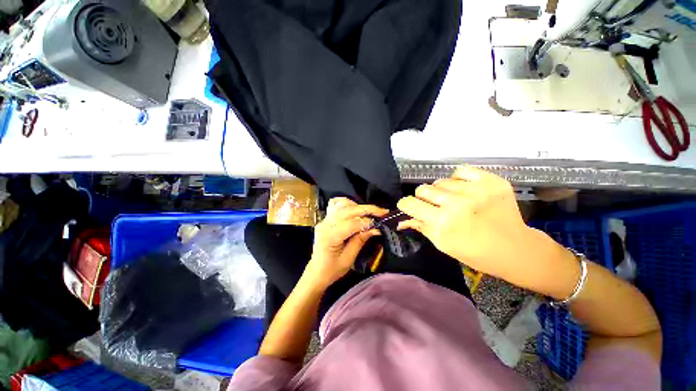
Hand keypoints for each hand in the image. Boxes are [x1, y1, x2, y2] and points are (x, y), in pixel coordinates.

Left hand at [303, 198, 387, 289]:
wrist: (316, 272)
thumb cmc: (332, 270)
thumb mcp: (348, 259)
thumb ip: (360, 240)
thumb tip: (375, 228)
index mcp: (330, 236)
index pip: (351, 223)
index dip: (367, 221)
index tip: (380, 222)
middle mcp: (325, 224)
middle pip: (348, 210)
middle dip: (366, 209)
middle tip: (382, 211)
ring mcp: (324, 220)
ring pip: (342, 204)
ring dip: (357, 206)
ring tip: (369, 212)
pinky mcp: (326, 219)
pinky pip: (336, 205)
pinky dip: (348, 204)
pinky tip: (355, 210)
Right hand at [397, 166, 537, 282]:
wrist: (516, 249)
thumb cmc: (475, 253)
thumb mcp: (443, 245)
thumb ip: (421, 227)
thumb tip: (402, 220)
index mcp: (443, 222)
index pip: (409, 203)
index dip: (406, 205)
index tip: (410, 207)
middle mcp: (456, 203)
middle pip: (422, 189)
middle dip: (424, 199)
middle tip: (435, 207)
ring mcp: (475, 190)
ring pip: (440, 181)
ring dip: (442, 192)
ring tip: (454, 201)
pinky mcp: (491, 181)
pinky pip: (460, 171)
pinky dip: (458, 180)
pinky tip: (465, 190)